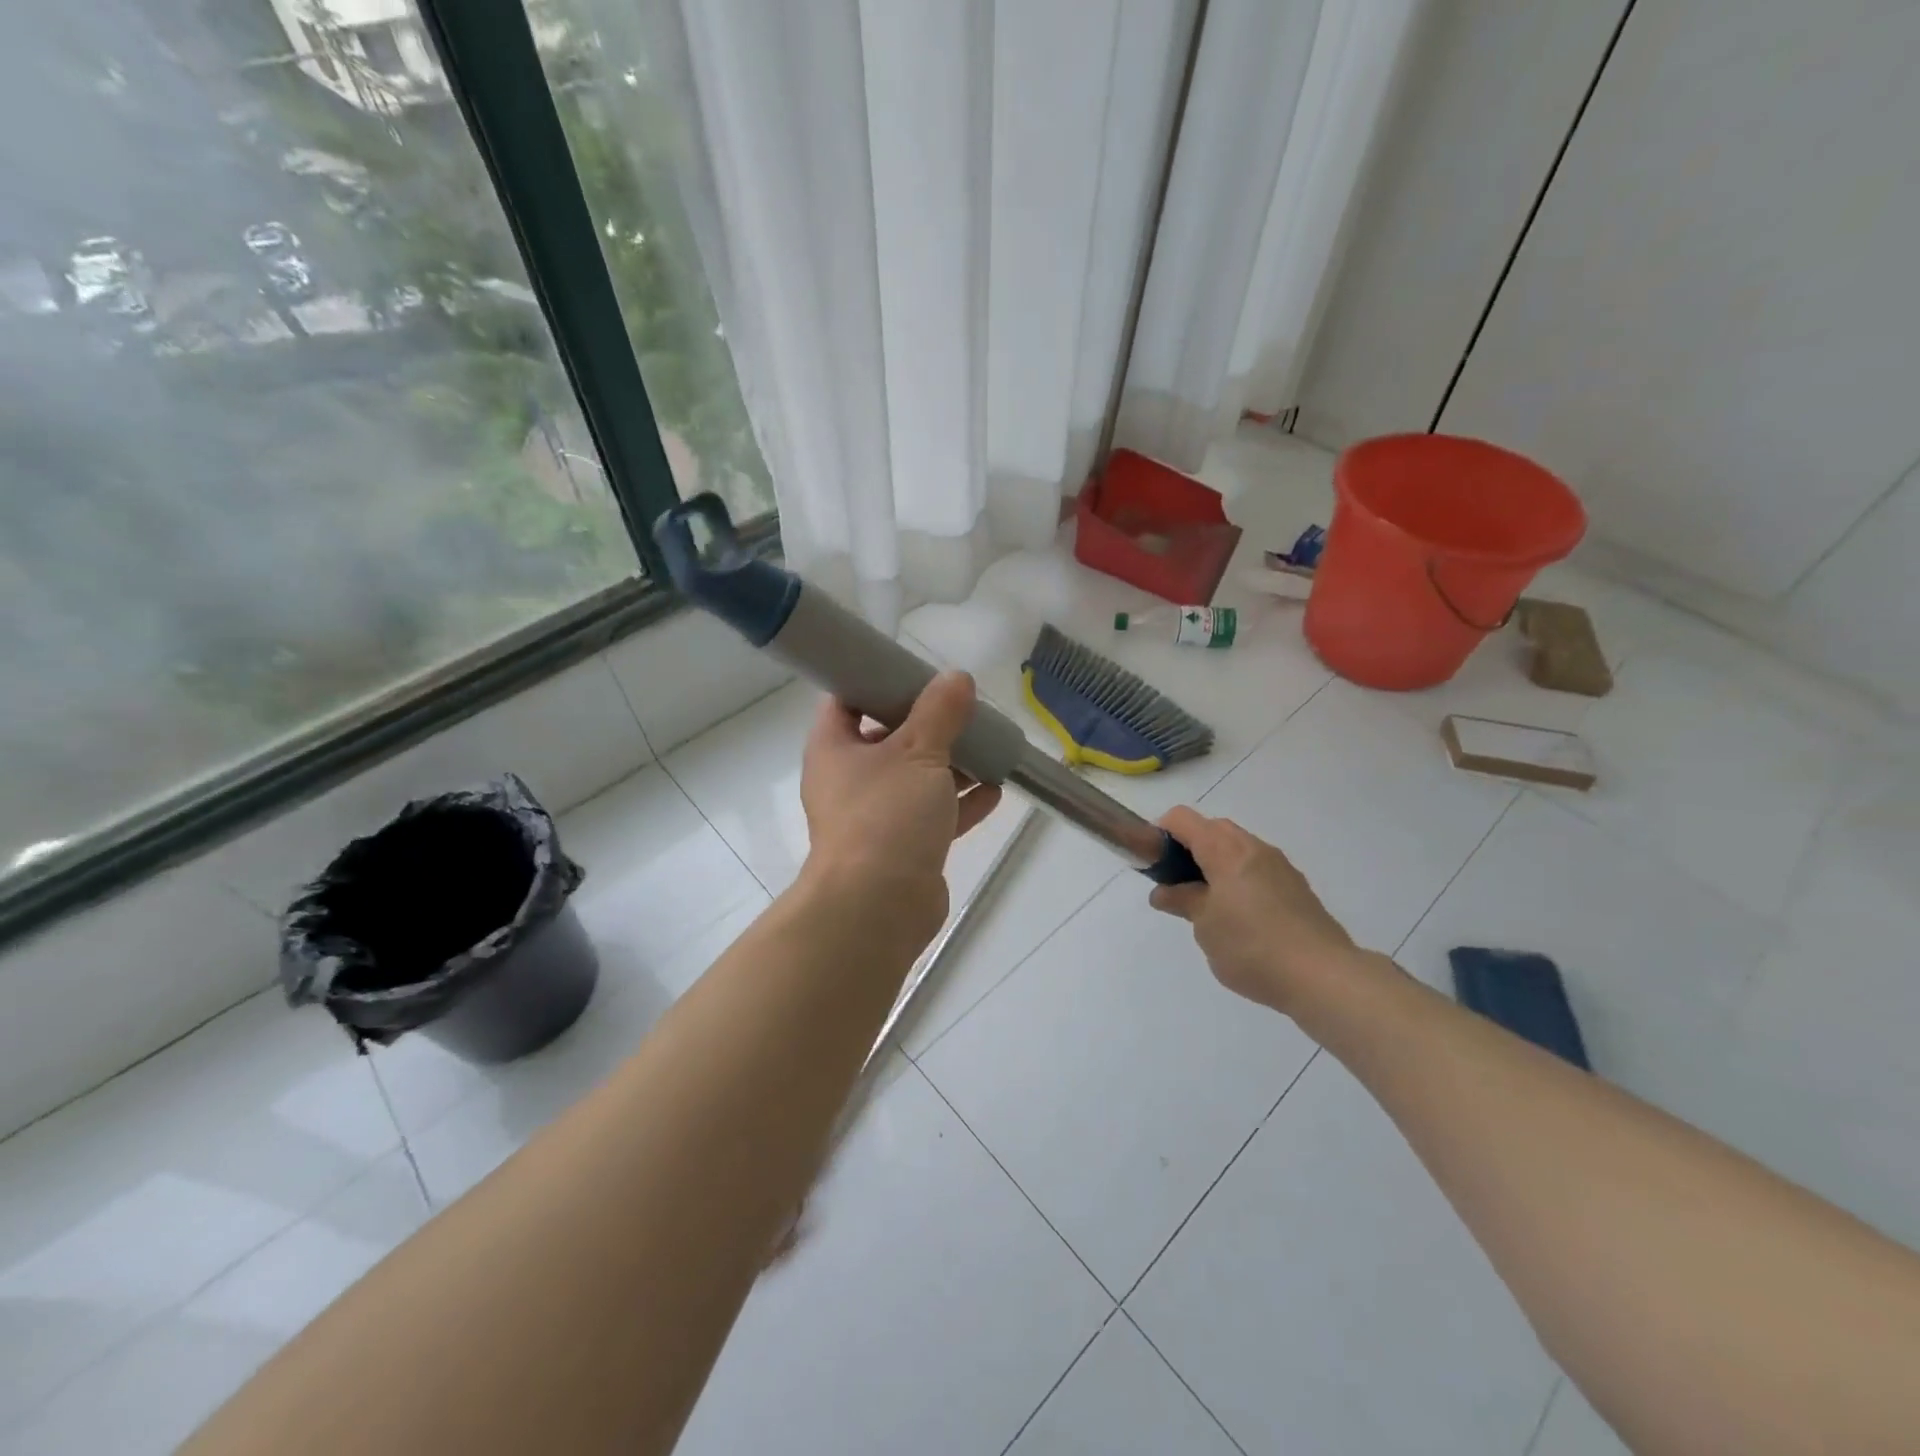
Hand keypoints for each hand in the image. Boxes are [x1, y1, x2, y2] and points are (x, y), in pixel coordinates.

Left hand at [798, 671, 1002, 930]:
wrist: (878, 907)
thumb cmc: (886, 815)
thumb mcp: (917, 751)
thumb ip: (940, 712)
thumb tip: (957, 678)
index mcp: (834, 748)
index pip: (846, 699)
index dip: (876, 681)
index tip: (914, 671)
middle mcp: (848, 780)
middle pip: (887, 738)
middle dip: (926, 724)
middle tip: (960, 707)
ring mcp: (875, 816)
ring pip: (915, 778)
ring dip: (950, 763)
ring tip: (987, 744)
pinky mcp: (902, 847)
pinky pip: (933, 814)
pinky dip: (961, 802)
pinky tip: (995, 789)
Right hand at [1148, 806, 1361, 1013]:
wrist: (1323, 976)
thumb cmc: (1251, 947)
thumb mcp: (1205, 927)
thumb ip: (1182, 901)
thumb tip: (1164, 892)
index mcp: (1225, 850)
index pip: (1182, 818)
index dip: (1160, 833)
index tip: (1154, 864)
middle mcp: (1253, 847)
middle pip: (1211, 829)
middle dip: (1189, 849)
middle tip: (1179, 886)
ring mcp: (1279, 865)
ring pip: (1237, 848)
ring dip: (1216, 864)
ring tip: (1209, 906)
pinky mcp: (1296, 886)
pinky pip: (1257, 868)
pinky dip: (1239, 878)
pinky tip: (1240, 918)